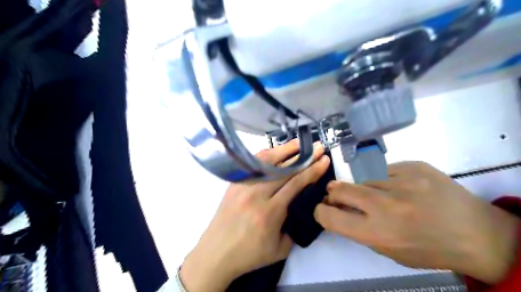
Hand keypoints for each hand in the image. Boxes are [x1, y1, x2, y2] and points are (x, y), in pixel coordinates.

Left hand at [182, 140, 328, 291]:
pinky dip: (267, 155)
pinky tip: (276, 151)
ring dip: (285, 150)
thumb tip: (301, 206)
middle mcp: (256, 194)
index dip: (312, 170)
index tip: (324, 160)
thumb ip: (294, 226)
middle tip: (317, 146)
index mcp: (270, 212)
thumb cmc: (249, 255)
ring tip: (299, 142)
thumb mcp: (280, 249)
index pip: (296, 184)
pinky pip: (253, 165)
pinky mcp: (235, 183)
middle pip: (284, 170)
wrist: (215, 253)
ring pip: (268, 162)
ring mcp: (243, 185)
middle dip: (304, 156)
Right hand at [314, 160, 520, 283]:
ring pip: (362, 179)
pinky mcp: (414, 165)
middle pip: (341, 189)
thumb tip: (337, 209)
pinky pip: (384, 170)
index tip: (323, 209)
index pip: (331, 216)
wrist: (477, 233)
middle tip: (337, 195)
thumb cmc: (428, 248)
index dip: (321, 212)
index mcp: (378, 232)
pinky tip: (399, 187)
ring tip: (380, 195)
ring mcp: (402, 180)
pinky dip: (384, 179)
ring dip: (363, 187)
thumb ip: (359, 229)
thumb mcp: (389, 250)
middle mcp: (386, 204)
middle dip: (334, 193)